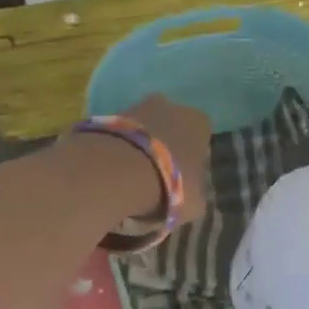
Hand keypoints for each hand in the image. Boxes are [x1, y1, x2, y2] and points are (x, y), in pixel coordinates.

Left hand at [121, 94, 210, 225]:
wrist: (117, 171)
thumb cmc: (168, 185)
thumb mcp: (194, 202)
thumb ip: (196, 193)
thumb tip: (192, 194)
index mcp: (200, 123)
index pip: (200, 141)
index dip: (191, 162)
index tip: (181, 183)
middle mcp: (172, 107)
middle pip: (171, 130)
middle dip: (164, 150)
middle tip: (155, 180)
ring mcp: (137, 106)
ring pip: (143, 130)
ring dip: (139, 149)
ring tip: (129, 180)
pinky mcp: (107, 115)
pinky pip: (119, 135)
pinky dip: (118, 149)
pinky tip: (112, 172)